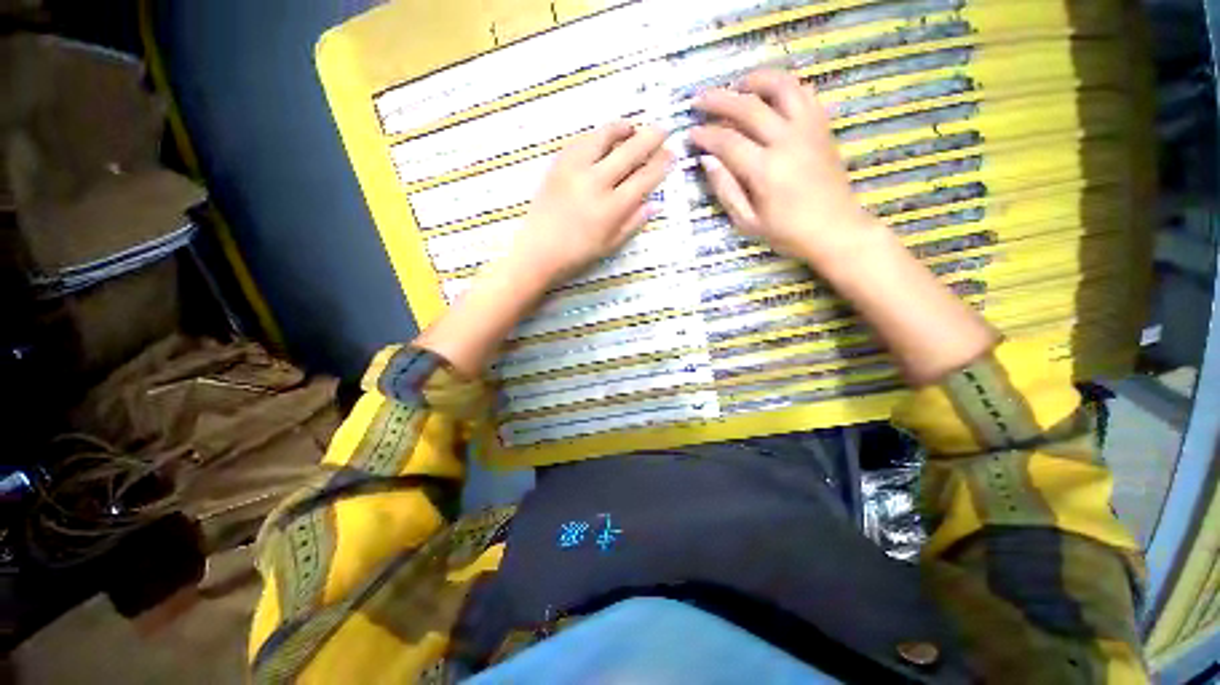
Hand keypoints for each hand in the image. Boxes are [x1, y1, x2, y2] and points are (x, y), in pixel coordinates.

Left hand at [499, 121, 672, 287]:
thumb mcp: (611, 245)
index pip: (644, 179)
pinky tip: (603, 137)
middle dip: (650, 138)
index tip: (671, 154)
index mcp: (612, 208)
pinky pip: (581, 140)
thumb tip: (656, 204)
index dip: (661, 165)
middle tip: (662, 129)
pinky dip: (596, 135)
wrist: (538, 251)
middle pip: (629, 152)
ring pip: (603, 137)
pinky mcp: (558, 164)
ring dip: (622, 128)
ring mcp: (575, 170)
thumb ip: (633, 223)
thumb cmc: (577, 254)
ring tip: (632, 127)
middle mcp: (596, 183)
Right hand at [691, 70, 876, 263]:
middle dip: (719, 100)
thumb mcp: (747, 221)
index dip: (705, 134)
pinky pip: (804, 93)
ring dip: (755, 80)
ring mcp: (808, 129)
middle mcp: (787, 141)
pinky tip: (770, 94)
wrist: (835, 230)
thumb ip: (726, 189)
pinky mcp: (822, 127)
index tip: (690, 133)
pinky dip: (784, 86)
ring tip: (737, 85)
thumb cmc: (786, 232)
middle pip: (748, 107)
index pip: (727, 141)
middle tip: (700, 99)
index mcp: (765, 170)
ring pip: (781, 87)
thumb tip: (707, 160)